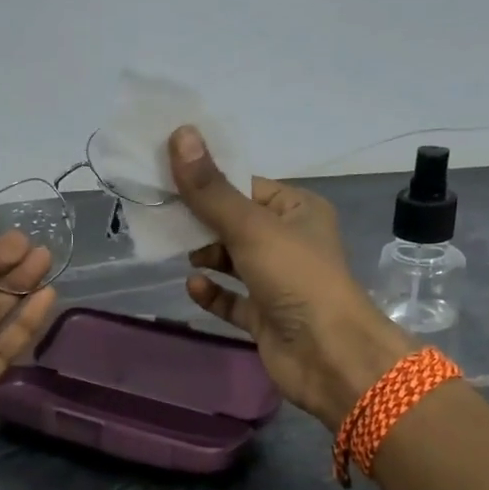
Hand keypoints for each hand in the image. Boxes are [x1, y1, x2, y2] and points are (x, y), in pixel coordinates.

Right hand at [171, 126, 411, 429]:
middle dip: (201, 221)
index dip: (209, 181)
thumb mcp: (250, 227)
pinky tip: (192, 286)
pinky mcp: (265, 317)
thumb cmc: (295, 278)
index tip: (167, 176)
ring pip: (232, 261)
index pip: (246, 187)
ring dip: (205, 256)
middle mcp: (289, 243)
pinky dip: (213, 293)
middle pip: (235, 223)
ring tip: (174, 251)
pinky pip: (232, 299)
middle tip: (160, 216)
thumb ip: (211, 189)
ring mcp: (278, 282)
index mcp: (298, 210)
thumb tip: (179, 134)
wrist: (328, 355)